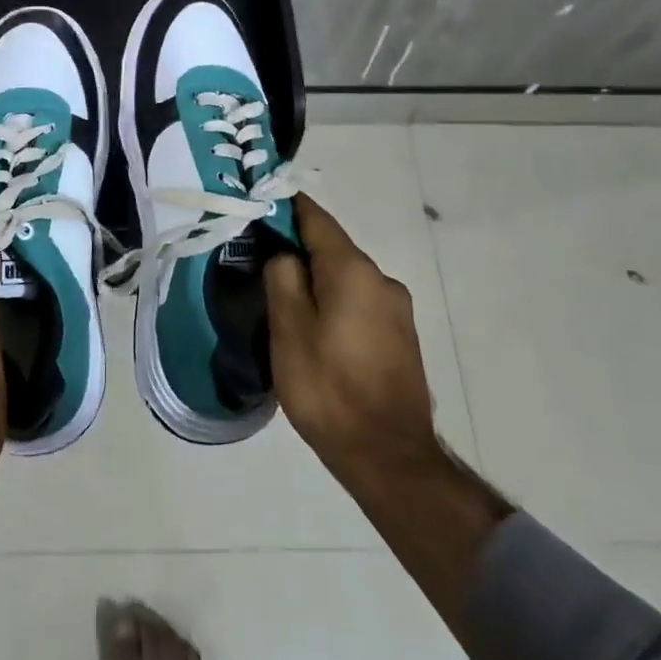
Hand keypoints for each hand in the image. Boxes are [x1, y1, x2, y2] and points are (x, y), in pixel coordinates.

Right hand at [264, 194, 445, 500]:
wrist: (389, 457)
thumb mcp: (289, 331)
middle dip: (297, 248)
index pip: (316, 219)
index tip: (259, 203)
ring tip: (283, 300)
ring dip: (316, 279)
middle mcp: (382, 279)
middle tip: (260, 261)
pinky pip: (359, 301)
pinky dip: (334, 300)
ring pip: (345, 277)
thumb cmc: (329, 389)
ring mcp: (396, 308)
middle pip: (332, 248)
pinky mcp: (401, 335)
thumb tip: (285, 253)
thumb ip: (283, 279)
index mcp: (353, 271)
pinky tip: (315, 328)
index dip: (286, 207)